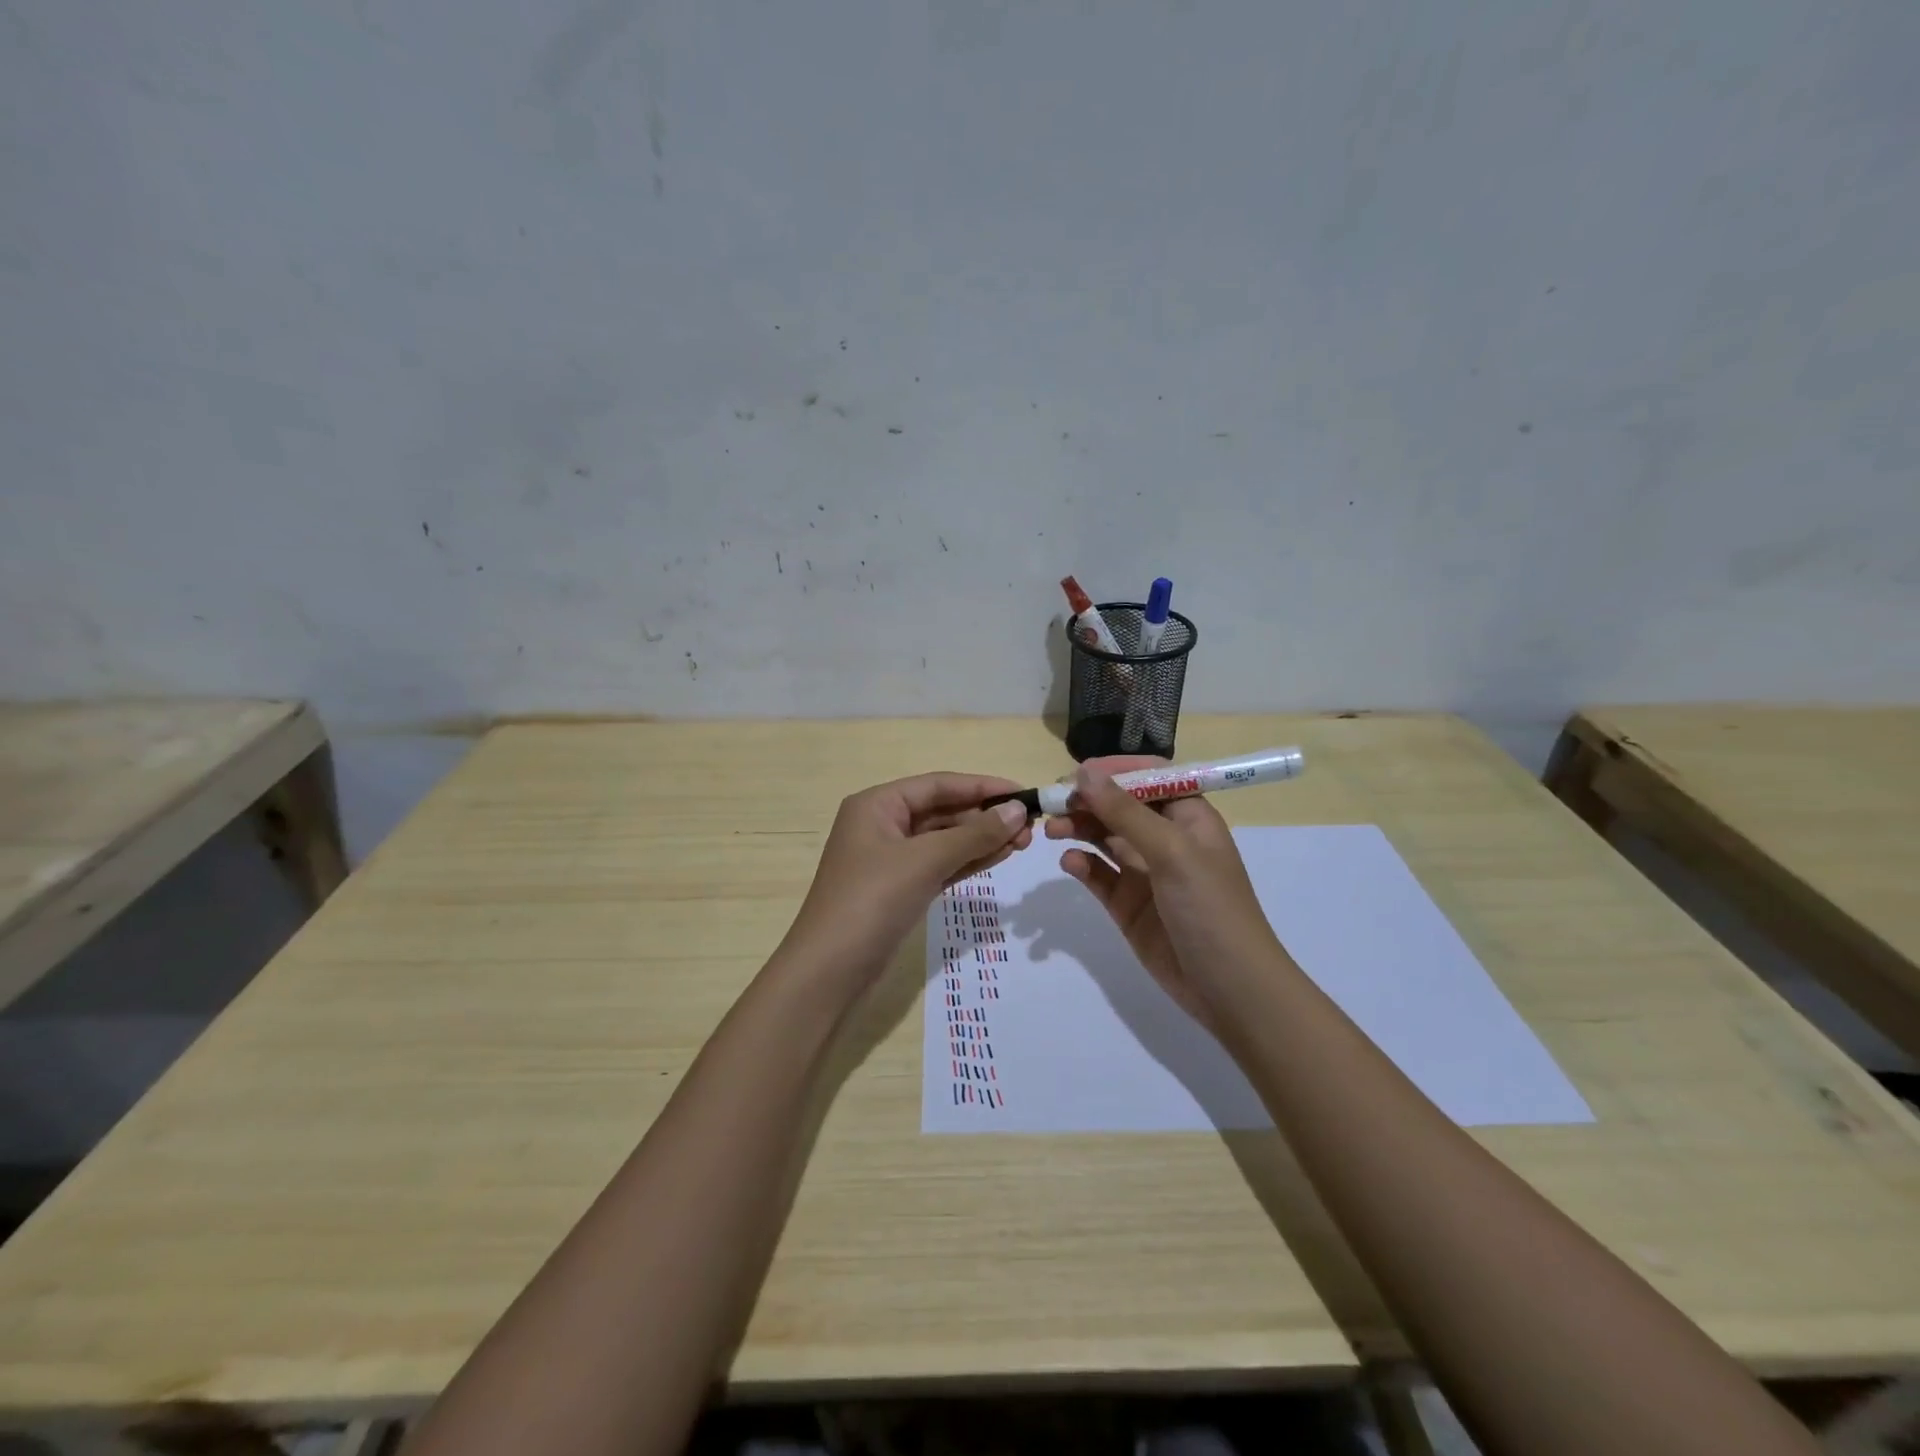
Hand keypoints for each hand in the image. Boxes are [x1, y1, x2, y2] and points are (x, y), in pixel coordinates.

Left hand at [781, 773, 1031, 993]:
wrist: (829, 972)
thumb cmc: (872, 901)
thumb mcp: (924, 860)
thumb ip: (973, 834)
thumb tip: (1017, 810)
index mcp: (877, 805)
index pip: (938, 785)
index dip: (982, 786)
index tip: (1024, 792)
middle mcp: (882, 825)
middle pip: (942, 810)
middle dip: (985, 816)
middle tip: (1031, 827)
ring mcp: (891, 859)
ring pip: (944, 839)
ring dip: (981, 839)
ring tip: (1024, 842)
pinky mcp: (900, 889)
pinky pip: (941, 864)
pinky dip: (969, 860)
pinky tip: (1000, 857)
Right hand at [1045, 759, 1287, 1033]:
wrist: (1230, 990)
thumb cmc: (1211, 909)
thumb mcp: (1172, 852)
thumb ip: (1125, 812)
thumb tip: (1084, 773)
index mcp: (1188, 817)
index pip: (1148, 778)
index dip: (1113, 771)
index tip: (1075, 773)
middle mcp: (1166, 839)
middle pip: (1119, 806)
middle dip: (1087, 800)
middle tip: (1052, 803)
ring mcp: (1145, 873)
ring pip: (1104, 837)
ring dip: (1078, 828)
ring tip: (1051, 830)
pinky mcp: (1128, 904)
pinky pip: (1098, 874)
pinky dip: (1082, 864)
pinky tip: (1069, 863)